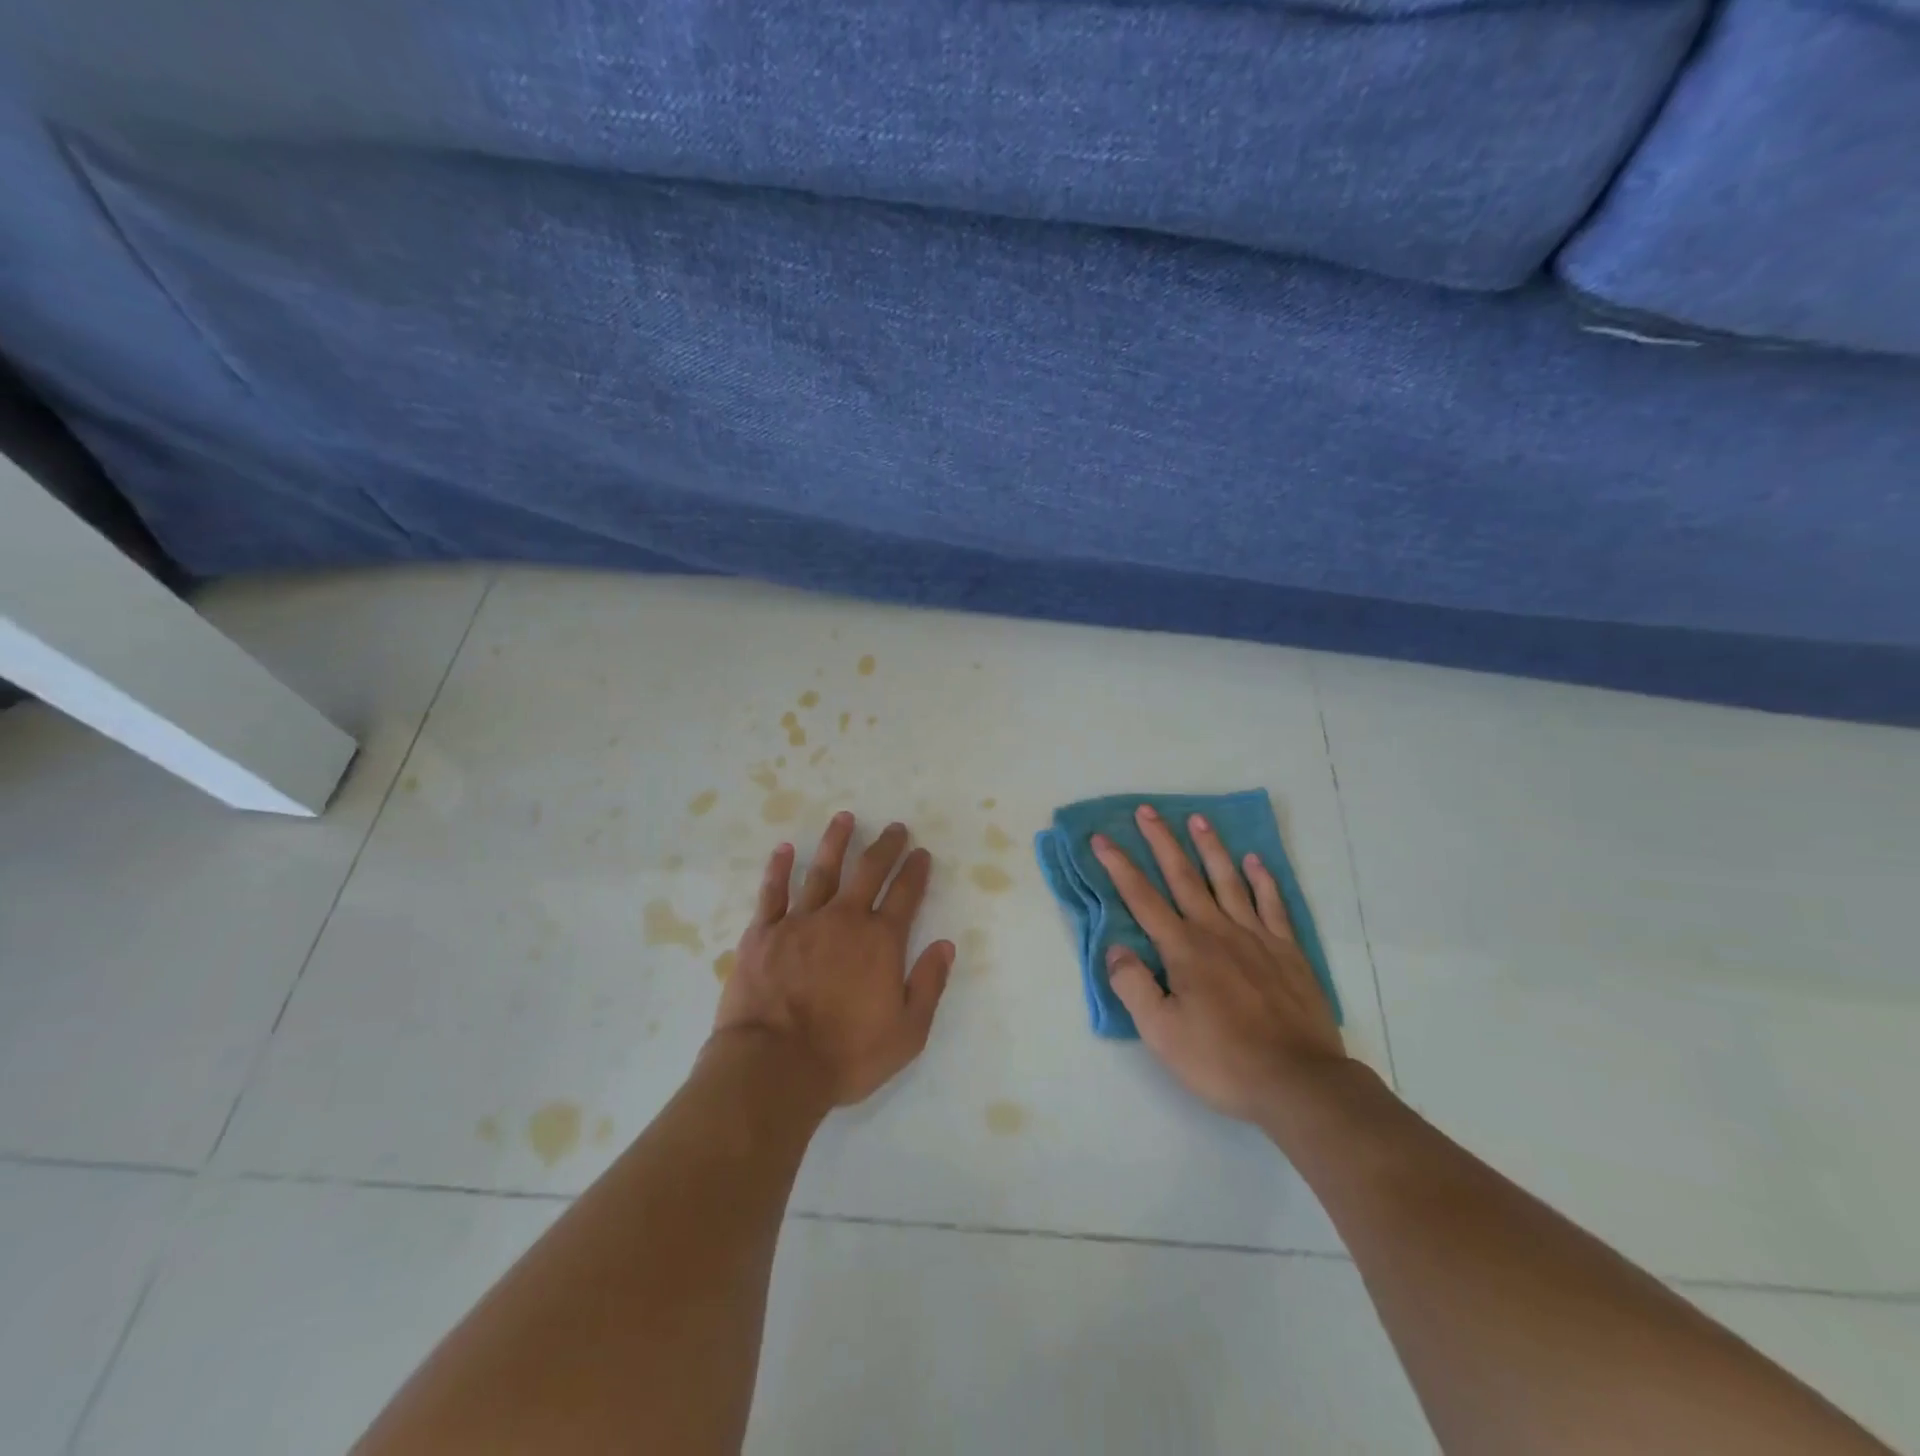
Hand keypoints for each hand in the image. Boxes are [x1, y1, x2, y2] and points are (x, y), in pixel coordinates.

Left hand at [712, 812, 953, 1107]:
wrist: (774, 1066)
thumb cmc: (845, 1055)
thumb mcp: (906, 1033)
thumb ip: (929, 985)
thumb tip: (945, 945)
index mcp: (880, 942)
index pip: (905, 896)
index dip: (915, 872)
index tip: (921, 853)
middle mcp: (843, 920)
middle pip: (868, 872)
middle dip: (885, 847)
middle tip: (895, 828)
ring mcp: (801, 922)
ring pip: (822, 871)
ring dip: (835, 843)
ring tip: (844, 818)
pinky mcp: (764, 933)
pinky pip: (773, 892)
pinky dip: (779, 869)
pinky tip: (784, 849)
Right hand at [1093, 804, 1348, 1123]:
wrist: (1299, 1082)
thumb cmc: (1222, 1060)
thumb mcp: (1162, 1033)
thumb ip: (1134, 986)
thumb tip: (1115, 949)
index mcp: (1183, 949)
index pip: (1142, 898)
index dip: (1119, 866)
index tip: (1102, 838)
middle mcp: (1216, 931)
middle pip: (1184, 876)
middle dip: (1162, 842)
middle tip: (1147, 810)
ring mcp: (1256, 937)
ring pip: (1228, 880)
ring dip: (1210, 848)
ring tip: (1198, 819)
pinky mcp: (1287, 951)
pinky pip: (1273, 904)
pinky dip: (1263, 880)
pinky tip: (1255, 861)